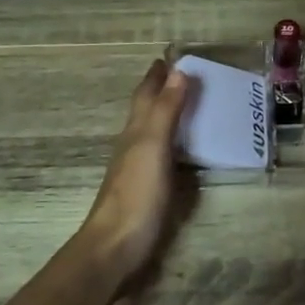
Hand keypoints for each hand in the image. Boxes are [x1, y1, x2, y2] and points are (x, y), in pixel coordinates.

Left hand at [79, 60, 192, 284]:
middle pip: (146, 111)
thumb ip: (166, 110)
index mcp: (135, 131)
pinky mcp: (148, 191)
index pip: (146, 95)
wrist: (116, 246)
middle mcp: (134, 145)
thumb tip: (178, 71)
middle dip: (162, 92)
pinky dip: (173, 144)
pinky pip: (162, 156)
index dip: (156, 76)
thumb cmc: (136, 194)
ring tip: (189, 107)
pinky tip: (183, 151)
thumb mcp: (153, 146)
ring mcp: (139, 170)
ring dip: (168, 117)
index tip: (168, 58)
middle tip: (183, 77)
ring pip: (152, 133)